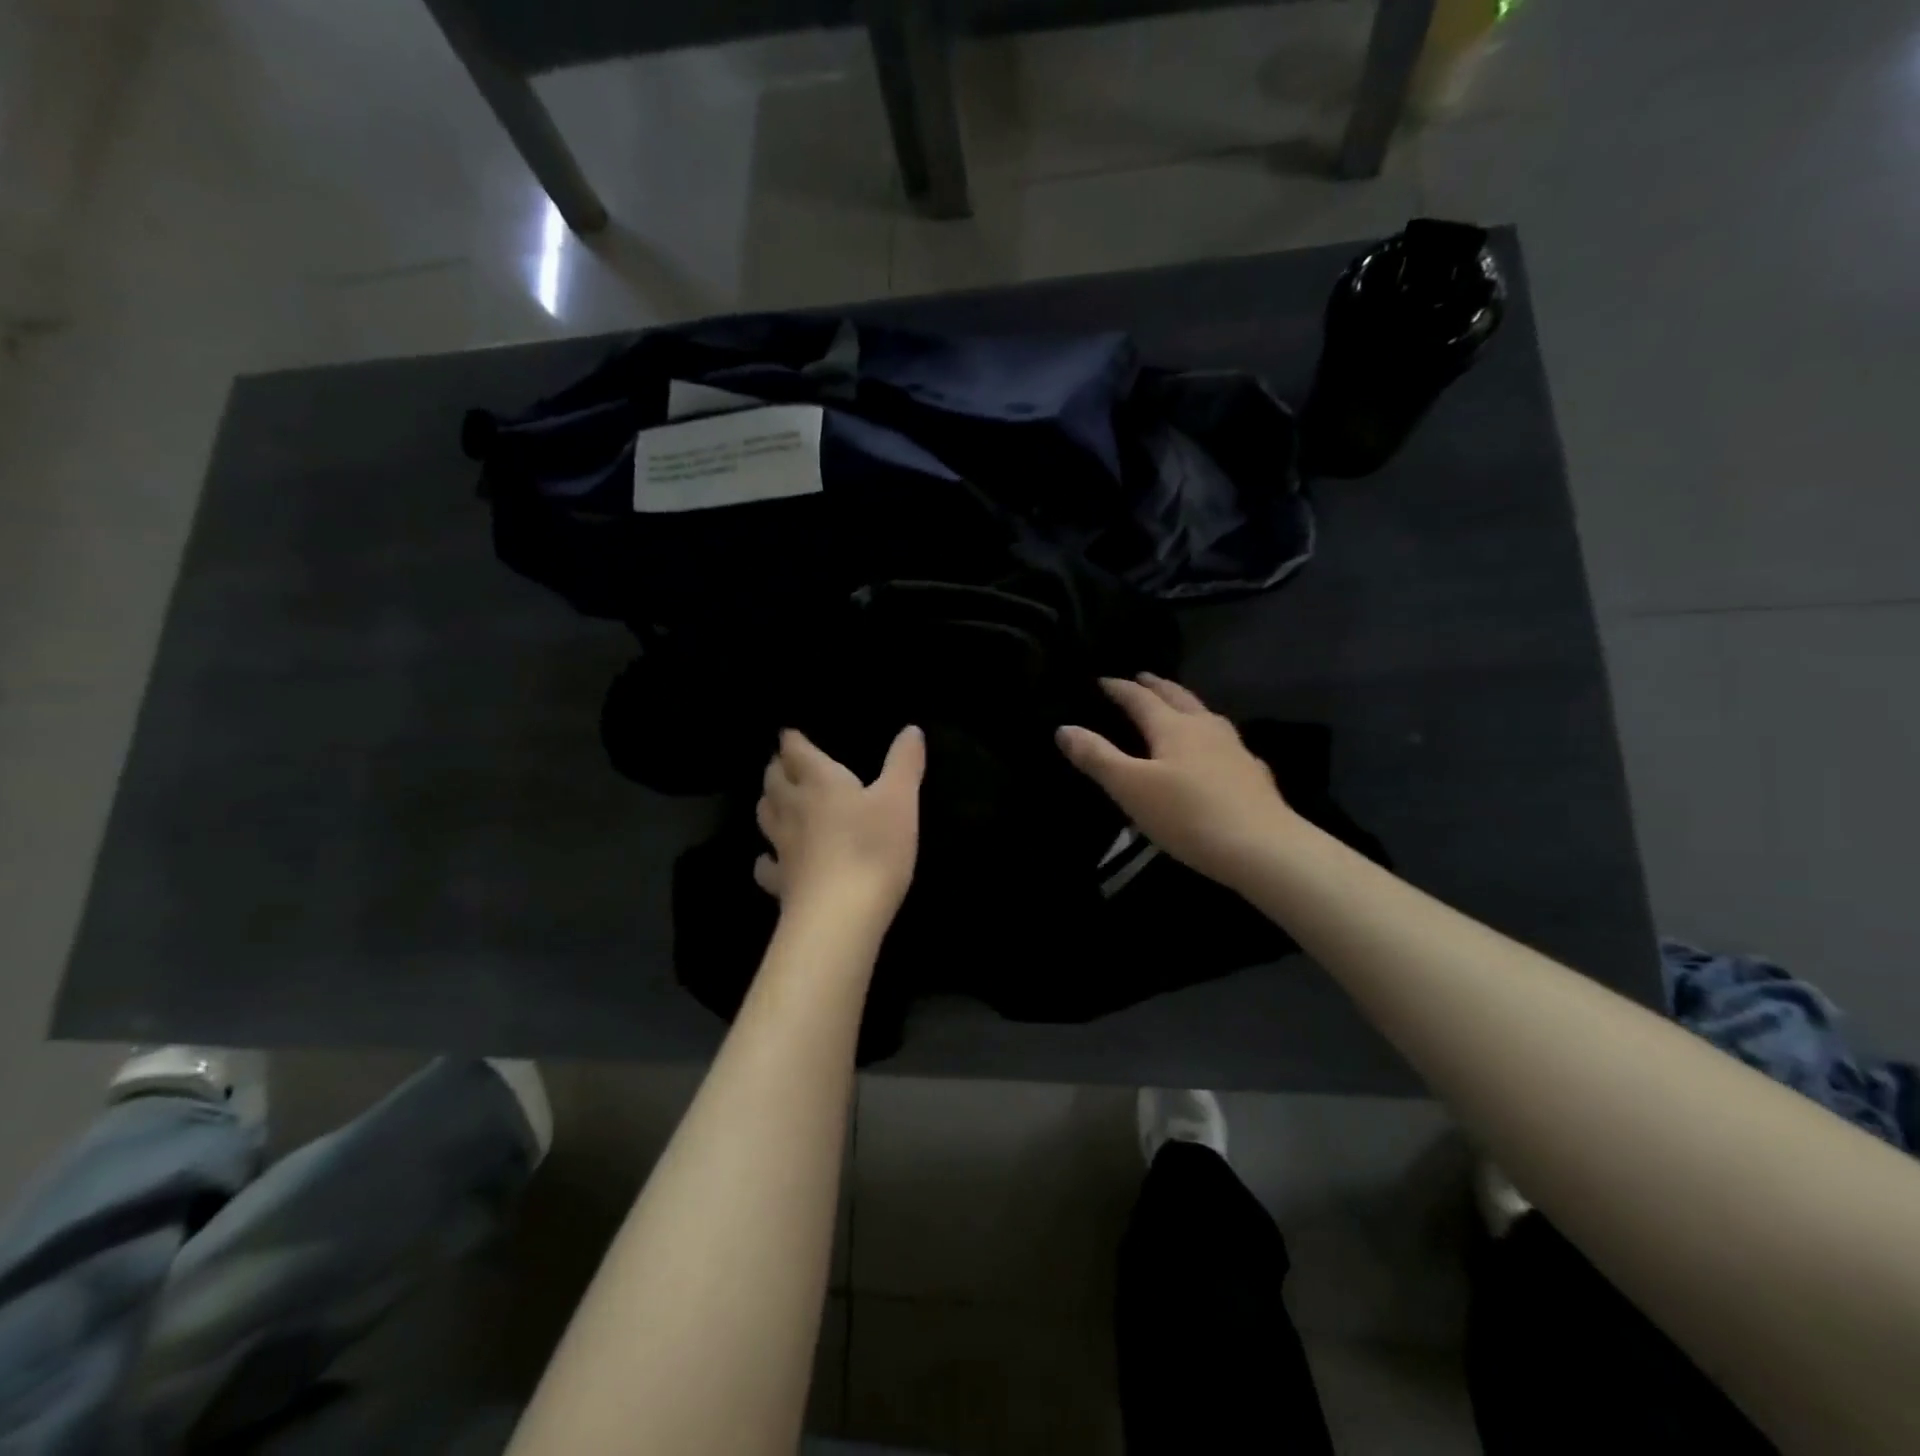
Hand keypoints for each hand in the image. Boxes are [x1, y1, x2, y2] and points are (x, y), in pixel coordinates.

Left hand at [755, 726, 925, 930]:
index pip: (797, 752)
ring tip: (776, 799)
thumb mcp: (900, 800)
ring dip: (768, 802)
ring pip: (765, 815)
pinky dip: (766, 858)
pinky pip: (766, 865)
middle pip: (774, 781)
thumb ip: (904, 763)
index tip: (788, 733)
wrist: (840, 915)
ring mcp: (782, 847)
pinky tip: (772, 859)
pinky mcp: (780, 882)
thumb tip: (911, 729)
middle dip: (777, 768)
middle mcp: (794, 808)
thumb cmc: (873, 849)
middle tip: (783, 763)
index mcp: (821, 782)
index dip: (792, 740)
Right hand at [1057, 674, 1297, 887]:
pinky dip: (1209, 736)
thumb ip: (1097, 757)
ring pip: (1205, 716)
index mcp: (1174, 727)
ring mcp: (1234, 749)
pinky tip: (1215, 752)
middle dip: (1156, 686)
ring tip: (1176, 706)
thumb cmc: (1187, 814)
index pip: (1140, 698)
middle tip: (1142, 677)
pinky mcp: (1253, 774)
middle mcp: (1206, 728)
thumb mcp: (1130, 788)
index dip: (1119, 688)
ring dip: (1185, 705)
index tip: (1102, 680)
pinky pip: (1224, 742)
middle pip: (1178, 697)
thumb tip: (1064, 728)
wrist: (1262, 848)